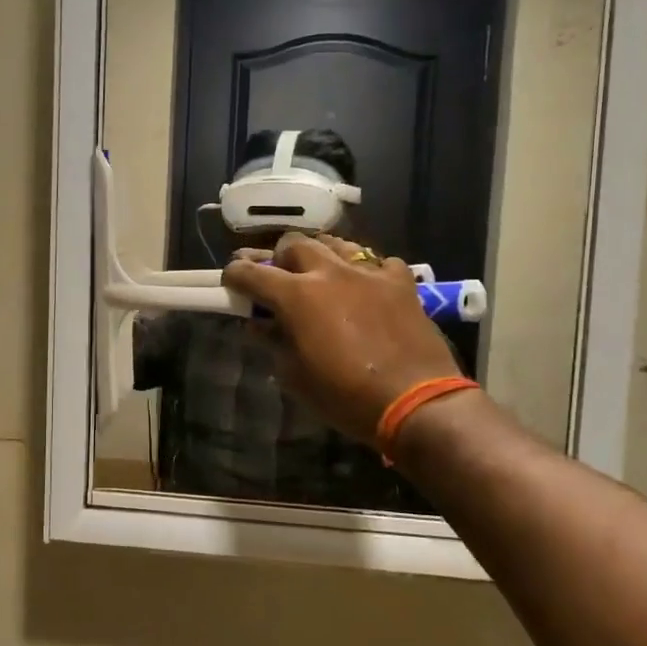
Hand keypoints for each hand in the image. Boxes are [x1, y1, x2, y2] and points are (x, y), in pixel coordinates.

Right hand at [223, 234, 460, 443]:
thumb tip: (259, 324)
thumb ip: (273, 342)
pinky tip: (364, 286)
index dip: (235, 275)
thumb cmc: (345, 396)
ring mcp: (369, 272)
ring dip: (319, 255)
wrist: (416, 402)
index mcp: (296, 295)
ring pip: (335, 243)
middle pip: (293, 244)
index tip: (231, 283)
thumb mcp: (295, 376)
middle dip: (278, 258)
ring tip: (317, 272)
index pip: (251, 272)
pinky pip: (377, 261)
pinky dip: (364, 269)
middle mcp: (329, 272)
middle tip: (277, 278)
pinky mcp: (401, 282)